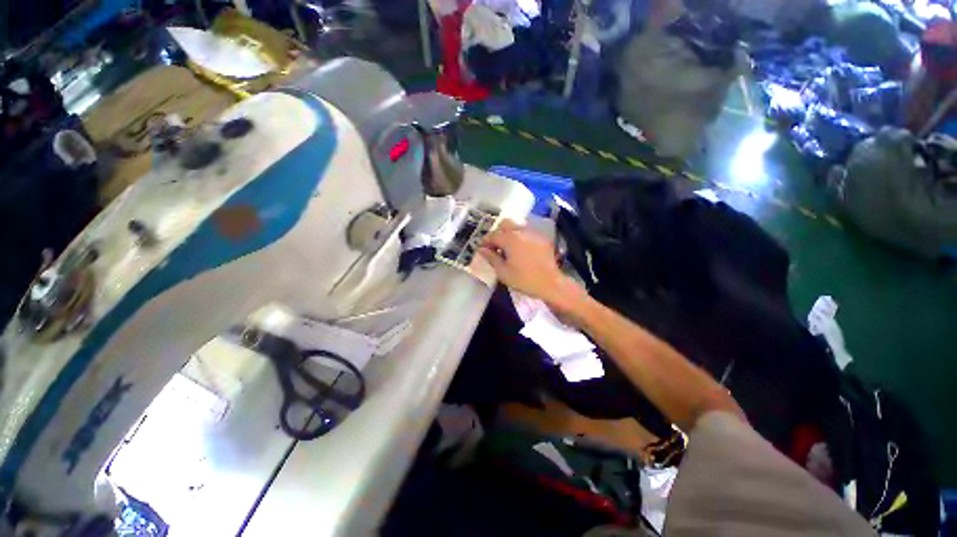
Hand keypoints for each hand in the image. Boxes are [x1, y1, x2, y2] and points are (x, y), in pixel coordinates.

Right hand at [478, 220, 582, 309]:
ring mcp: (533, 233)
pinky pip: (528, 232)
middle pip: (505, 223)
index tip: (483, 249)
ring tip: (508, 248)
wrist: (550, 283)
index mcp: (509, 239)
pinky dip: (521, 237)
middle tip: (495, 246)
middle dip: (497, 232)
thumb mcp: (503, 272)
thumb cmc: (524, 279)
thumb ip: (491, 258)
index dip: (485, 242)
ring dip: (509, 234)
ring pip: (517, 226)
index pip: (493, 235)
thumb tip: (482, 250)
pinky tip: (521, 250)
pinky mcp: (542, 238)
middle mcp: (521, 231)